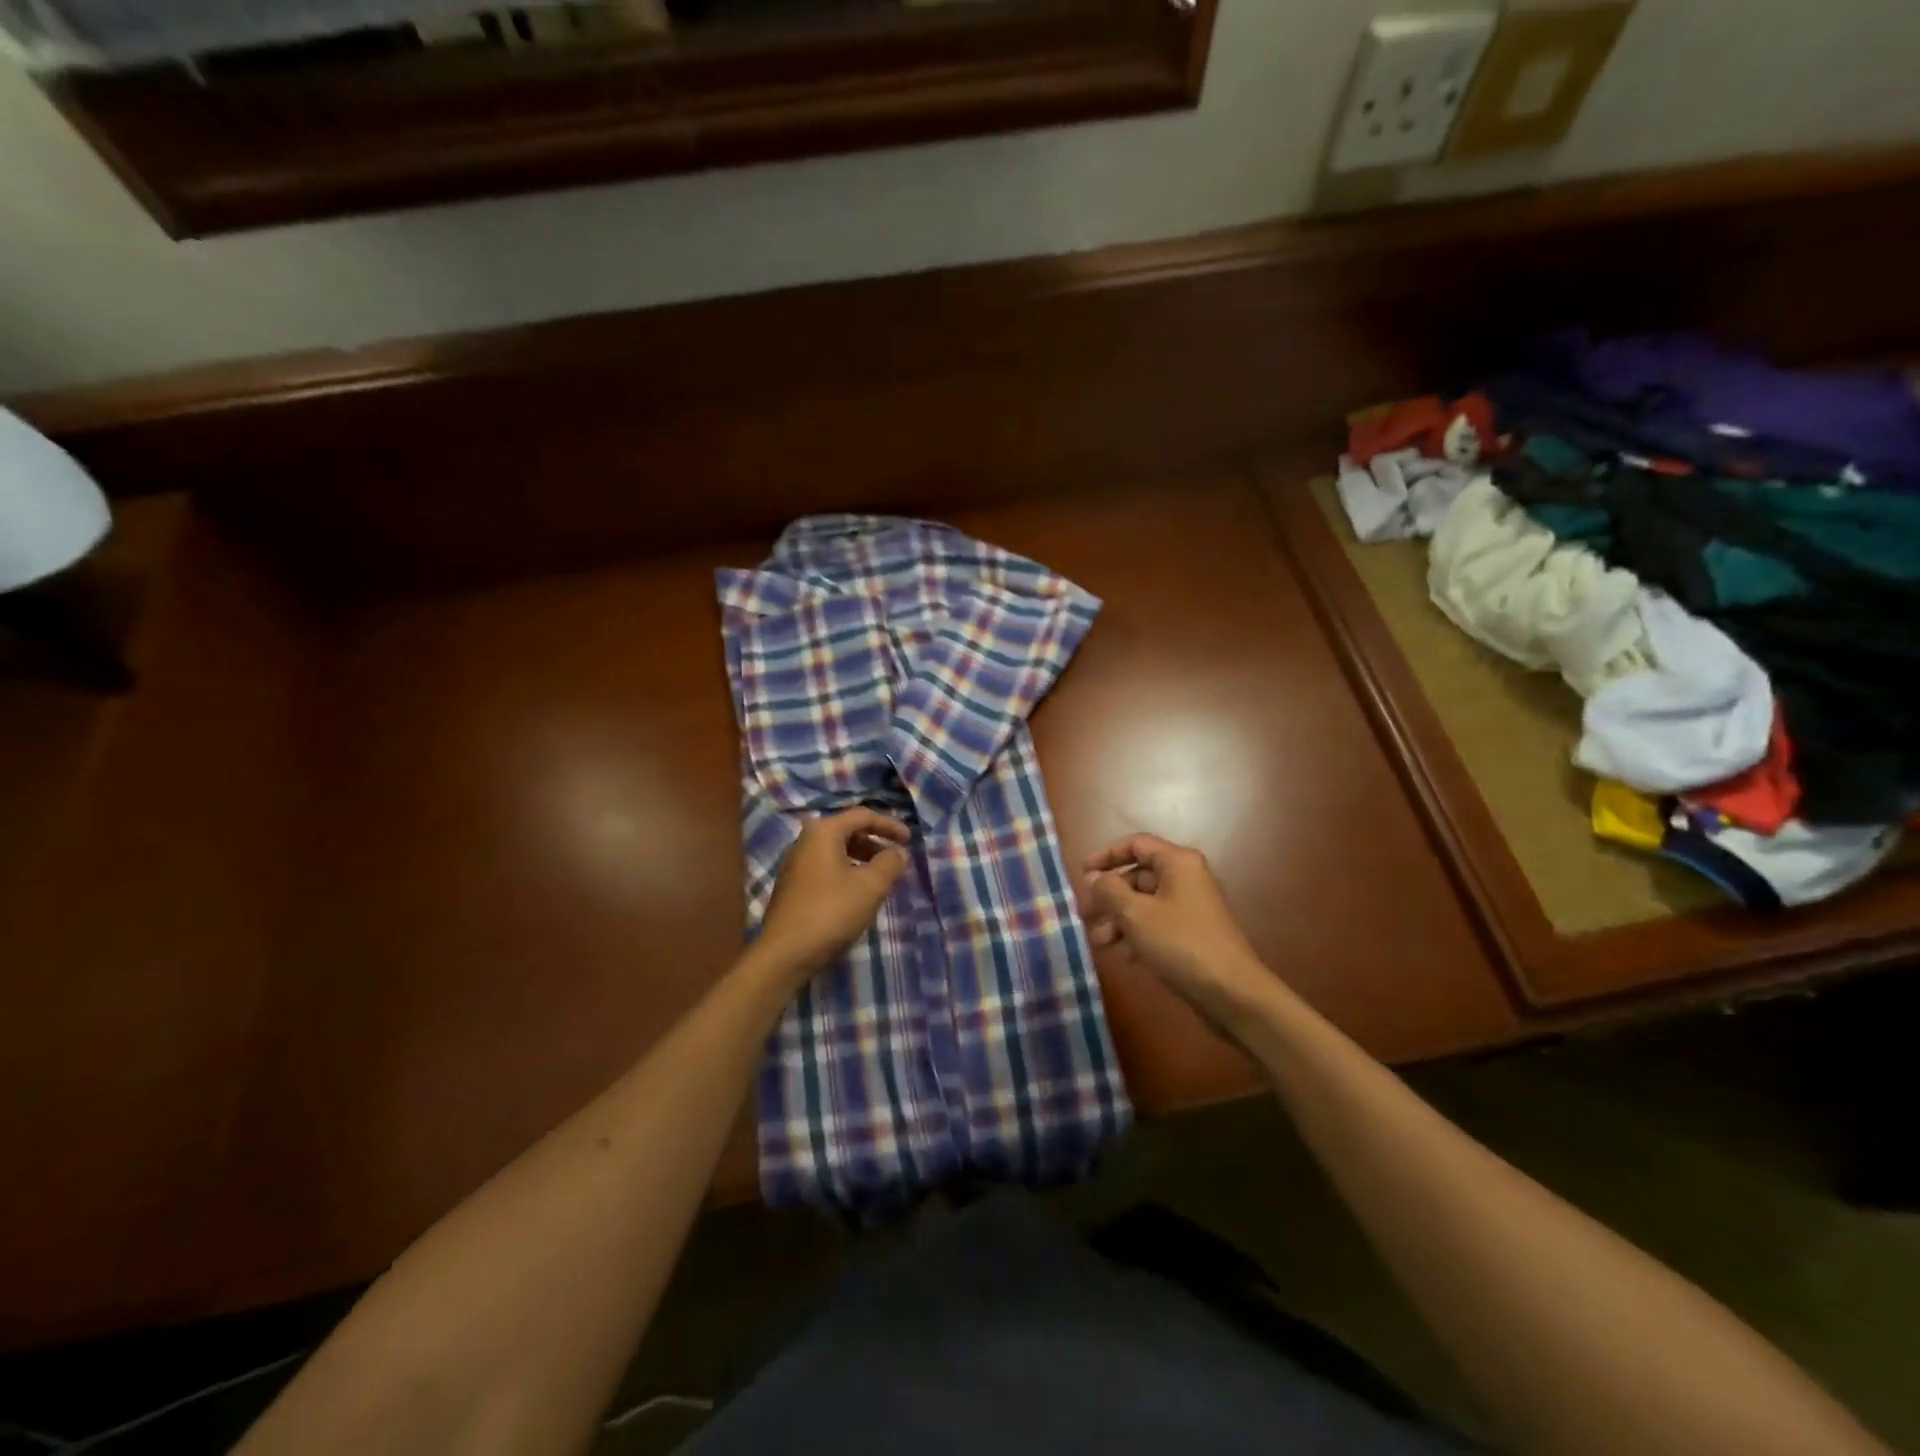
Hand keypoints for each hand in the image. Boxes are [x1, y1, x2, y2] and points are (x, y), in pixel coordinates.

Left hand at [756, 808, 911, 982]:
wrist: (785, 953)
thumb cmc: (831, 911)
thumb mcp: (871, 886)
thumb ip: (890, 863)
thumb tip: (898, 852)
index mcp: (823, 832)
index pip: (863, 816)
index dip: (890, 825)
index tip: (910, 841)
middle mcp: (806, 841)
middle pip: (848, 832)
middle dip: (876, 844)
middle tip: (896, 861)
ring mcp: (796, 865)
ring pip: (837, 852)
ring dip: (863, 861)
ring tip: (881, 881)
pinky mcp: (793, 887)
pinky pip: (827, 869)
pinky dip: (848, 874)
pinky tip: (858, 896)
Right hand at [1082, 834, 1273, 1029]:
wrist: (1232, 993)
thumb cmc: (1181, 944)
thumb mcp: (1136, 914)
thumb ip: (1109, 890)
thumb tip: (1093, 877)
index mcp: (1177, 862)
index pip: (1135, 844)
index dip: (1106, 855)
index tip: (1081, 873)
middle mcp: (1186, 878)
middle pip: (1138, 876)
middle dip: (1109, 896)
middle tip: (1085, 916)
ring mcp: (1191, 906)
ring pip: (1145, 903)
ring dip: (1119, 919)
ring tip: (1099, 942)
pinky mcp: (1192, 933)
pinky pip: (1157, 923)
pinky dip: (1136, 934)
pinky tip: (1123, 955)